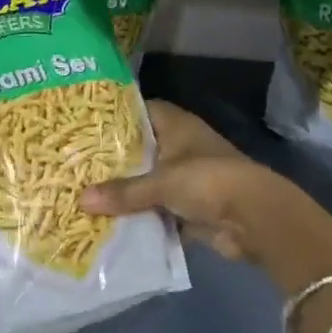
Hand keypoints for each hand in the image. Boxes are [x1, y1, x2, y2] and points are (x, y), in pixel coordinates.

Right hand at [82, 98, 331, 332]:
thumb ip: (123, 192)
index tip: (84, 125)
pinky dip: (141, 215)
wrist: (255, 218)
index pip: (139, 110)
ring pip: (148, 180)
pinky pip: (158, 208)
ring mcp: (186, 177)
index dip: (114, 116)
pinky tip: (111, 222)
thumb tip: (81, 200)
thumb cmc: (207, 180)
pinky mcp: (190, 207)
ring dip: (127, 190)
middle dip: (114, 158)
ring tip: (85, 193)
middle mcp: (180, 145)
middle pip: (141, 147)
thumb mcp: (161, 182)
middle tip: (76, 162)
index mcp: (175, 124)